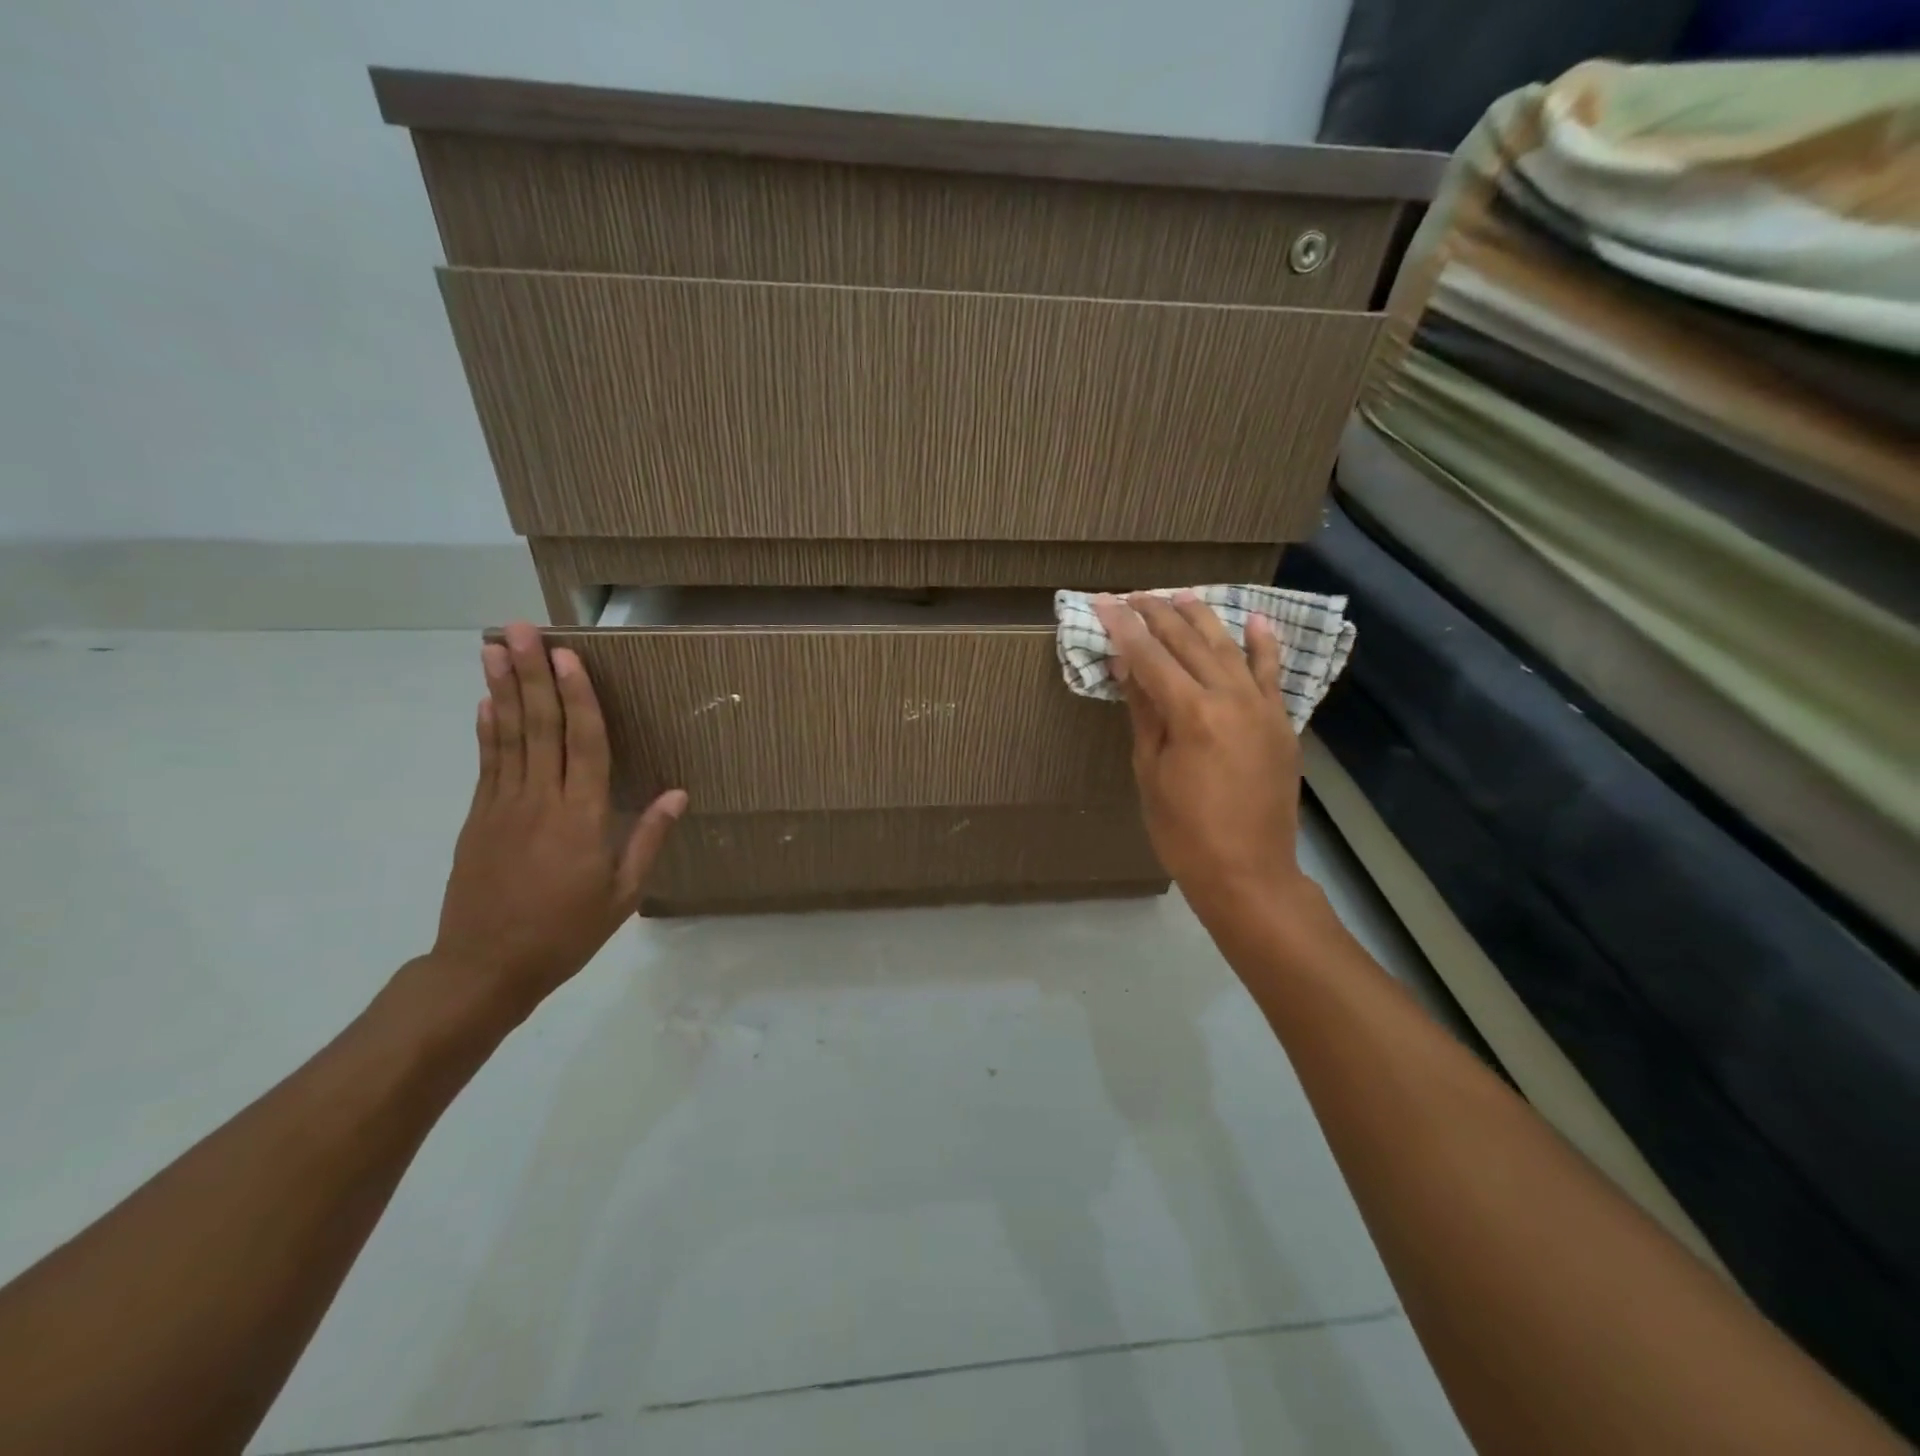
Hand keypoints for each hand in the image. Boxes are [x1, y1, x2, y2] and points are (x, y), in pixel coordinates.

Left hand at [428, 622, 686, 1014]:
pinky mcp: (478, 819)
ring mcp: (502, 807)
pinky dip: (487, 730)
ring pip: (507, 736)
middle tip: (520, 629)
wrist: (484, 968)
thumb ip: (647, 839)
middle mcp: (540, 801)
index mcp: (581, 818)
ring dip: (502, 689)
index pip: (584, 744)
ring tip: (494, 648)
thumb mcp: (622, 895)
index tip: (568, 655)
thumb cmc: (565, 933)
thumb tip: (677, 793)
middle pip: (539, 727)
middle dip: (531, 674)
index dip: (578, 697)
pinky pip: (487, 764)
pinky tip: (486, 702)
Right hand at [1094, 592, 1308, 925]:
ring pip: (1228, 648)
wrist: (1249, 873)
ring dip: (1202, 618)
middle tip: (1133, 595)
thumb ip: (1143, 711)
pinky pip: (1272, 674)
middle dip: (1157, 614)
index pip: (1149, 655)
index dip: (1123, 626)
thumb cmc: (1183, 831)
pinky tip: (1254, 619)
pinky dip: (1263, 645)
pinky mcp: (1282, 722)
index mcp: (1190, 713)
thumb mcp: (1150, 772)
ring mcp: (1262, 707)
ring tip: (1179, 594)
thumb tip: (1126, 663)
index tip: (1103, 602)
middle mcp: (1230, 697)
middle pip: (1188, 642)